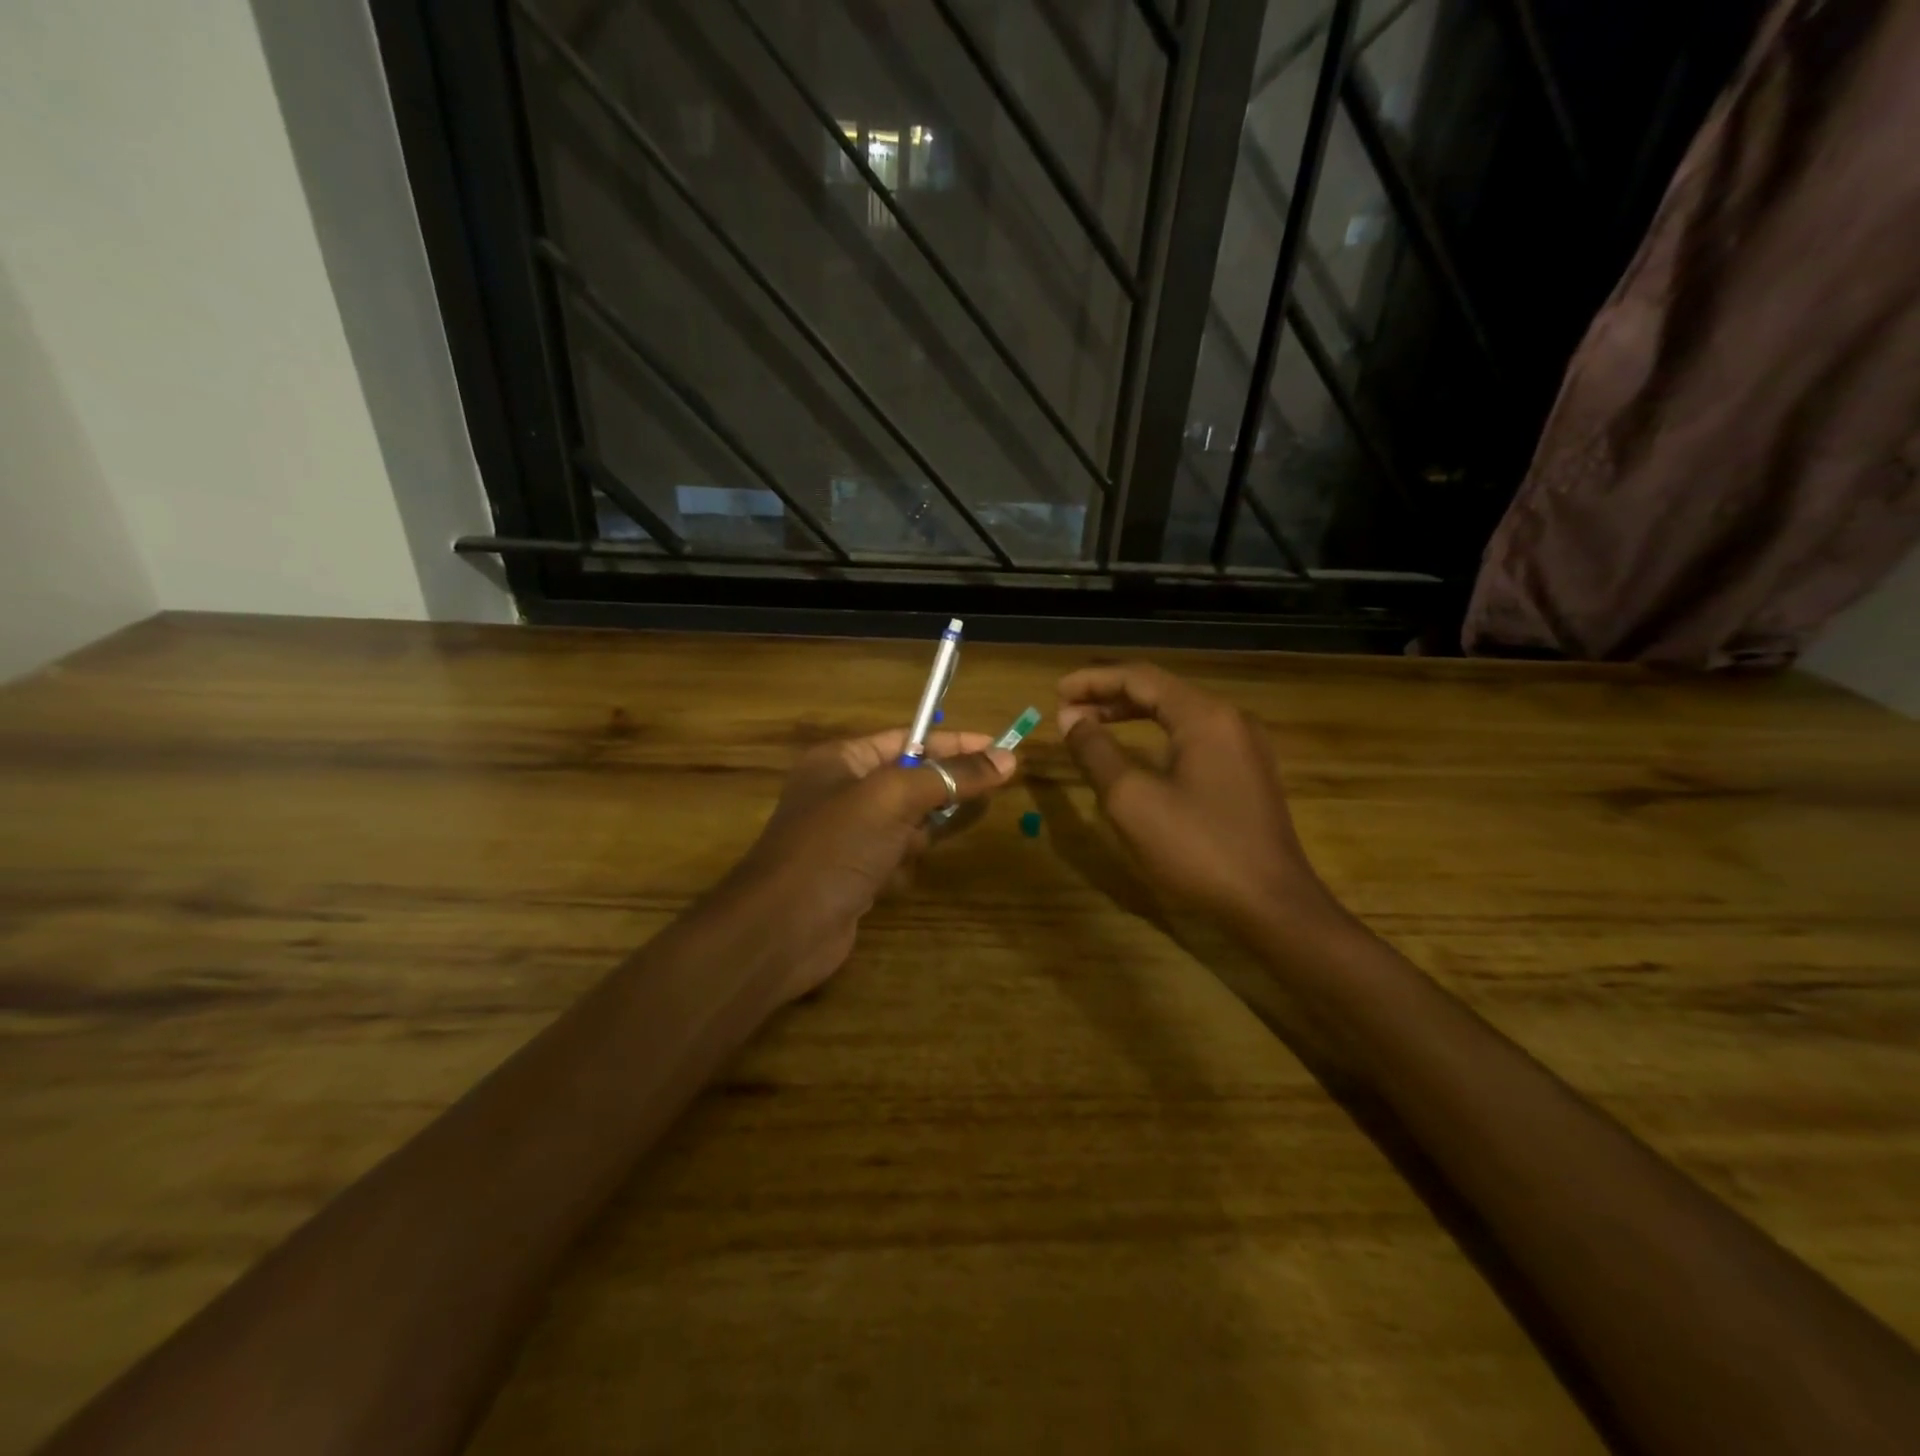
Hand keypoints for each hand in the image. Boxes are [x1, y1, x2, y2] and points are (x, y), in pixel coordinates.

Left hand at [725, 728, 1016, 1001]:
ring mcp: (847, 835)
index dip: (954, 742)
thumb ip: (950, 776)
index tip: (1000, 747)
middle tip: (990, 793)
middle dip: (943, 789)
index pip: (907, 739)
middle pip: (911, 781)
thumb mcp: (894, 799)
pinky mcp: (854, 874)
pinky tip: (891, 880)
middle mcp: (842, 792)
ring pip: (907, 822)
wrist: (782, 930)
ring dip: (921, 832)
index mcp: (841, 760)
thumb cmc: (835, 847)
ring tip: (926, 842)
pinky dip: (902, 864)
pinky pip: (895, 856)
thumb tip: (1006, 756)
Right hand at [1057, 663, 1329, 931]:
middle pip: (1161, 691)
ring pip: (1179, 715)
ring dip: (1133, 715)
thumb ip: (1096, 752)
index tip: (1057, 692)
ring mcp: (1245, 746)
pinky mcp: (1248, 773)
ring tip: (1094, 724)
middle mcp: (1230, 720)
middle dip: (1111, 696)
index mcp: (1205, 716)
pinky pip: (1195, 738)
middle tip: (1069, 709)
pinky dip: (1158, 737)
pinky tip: (1137, 755)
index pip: (1140, 678)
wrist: (1272, 904)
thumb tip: (1071, 718)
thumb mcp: (1132, 800)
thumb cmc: (1197, 849)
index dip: (1094, 681)